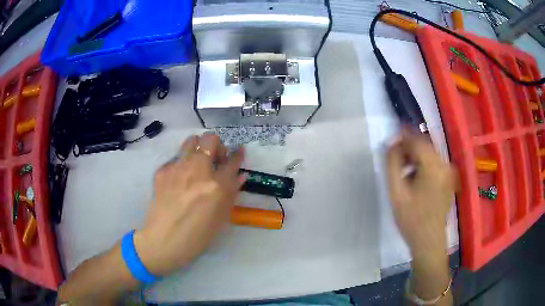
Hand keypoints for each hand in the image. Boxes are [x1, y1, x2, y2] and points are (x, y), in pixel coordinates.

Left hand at [133, 134, 245, 275]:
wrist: (164, 241)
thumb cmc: (197, 236)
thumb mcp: (221, 218)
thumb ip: (231, 193)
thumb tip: (239, 175)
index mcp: (216, 186)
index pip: (232, 161)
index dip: (238, 154)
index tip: (239, 151)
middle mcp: (197, 171)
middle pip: (210, 140)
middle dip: (217, 146)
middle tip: (215, 160)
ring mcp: (177, 168)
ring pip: (191, 141)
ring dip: (199, 148)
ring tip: (198, 163)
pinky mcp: (162, 171)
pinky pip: (175, 159)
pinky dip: (181, 165)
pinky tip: (179, 180)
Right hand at [386, 130, 455, 257]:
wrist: (429, 241)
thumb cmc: (412, 219)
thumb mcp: (397, 192)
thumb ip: (392, 164)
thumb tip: (391, 144)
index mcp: (434, 166)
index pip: (417, 141)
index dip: (402, 137)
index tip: (389, 141)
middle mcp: (444, 165)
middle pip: (425, 145)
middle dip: (408, 147)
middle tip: (393, 157)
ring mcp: (448, 173)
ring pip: (429, 154)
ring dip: (415, 156)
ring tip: (402, 169)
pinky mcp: (448, 180)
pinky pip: (434, 164)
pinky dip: (422, 164)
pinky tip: (413, 178)